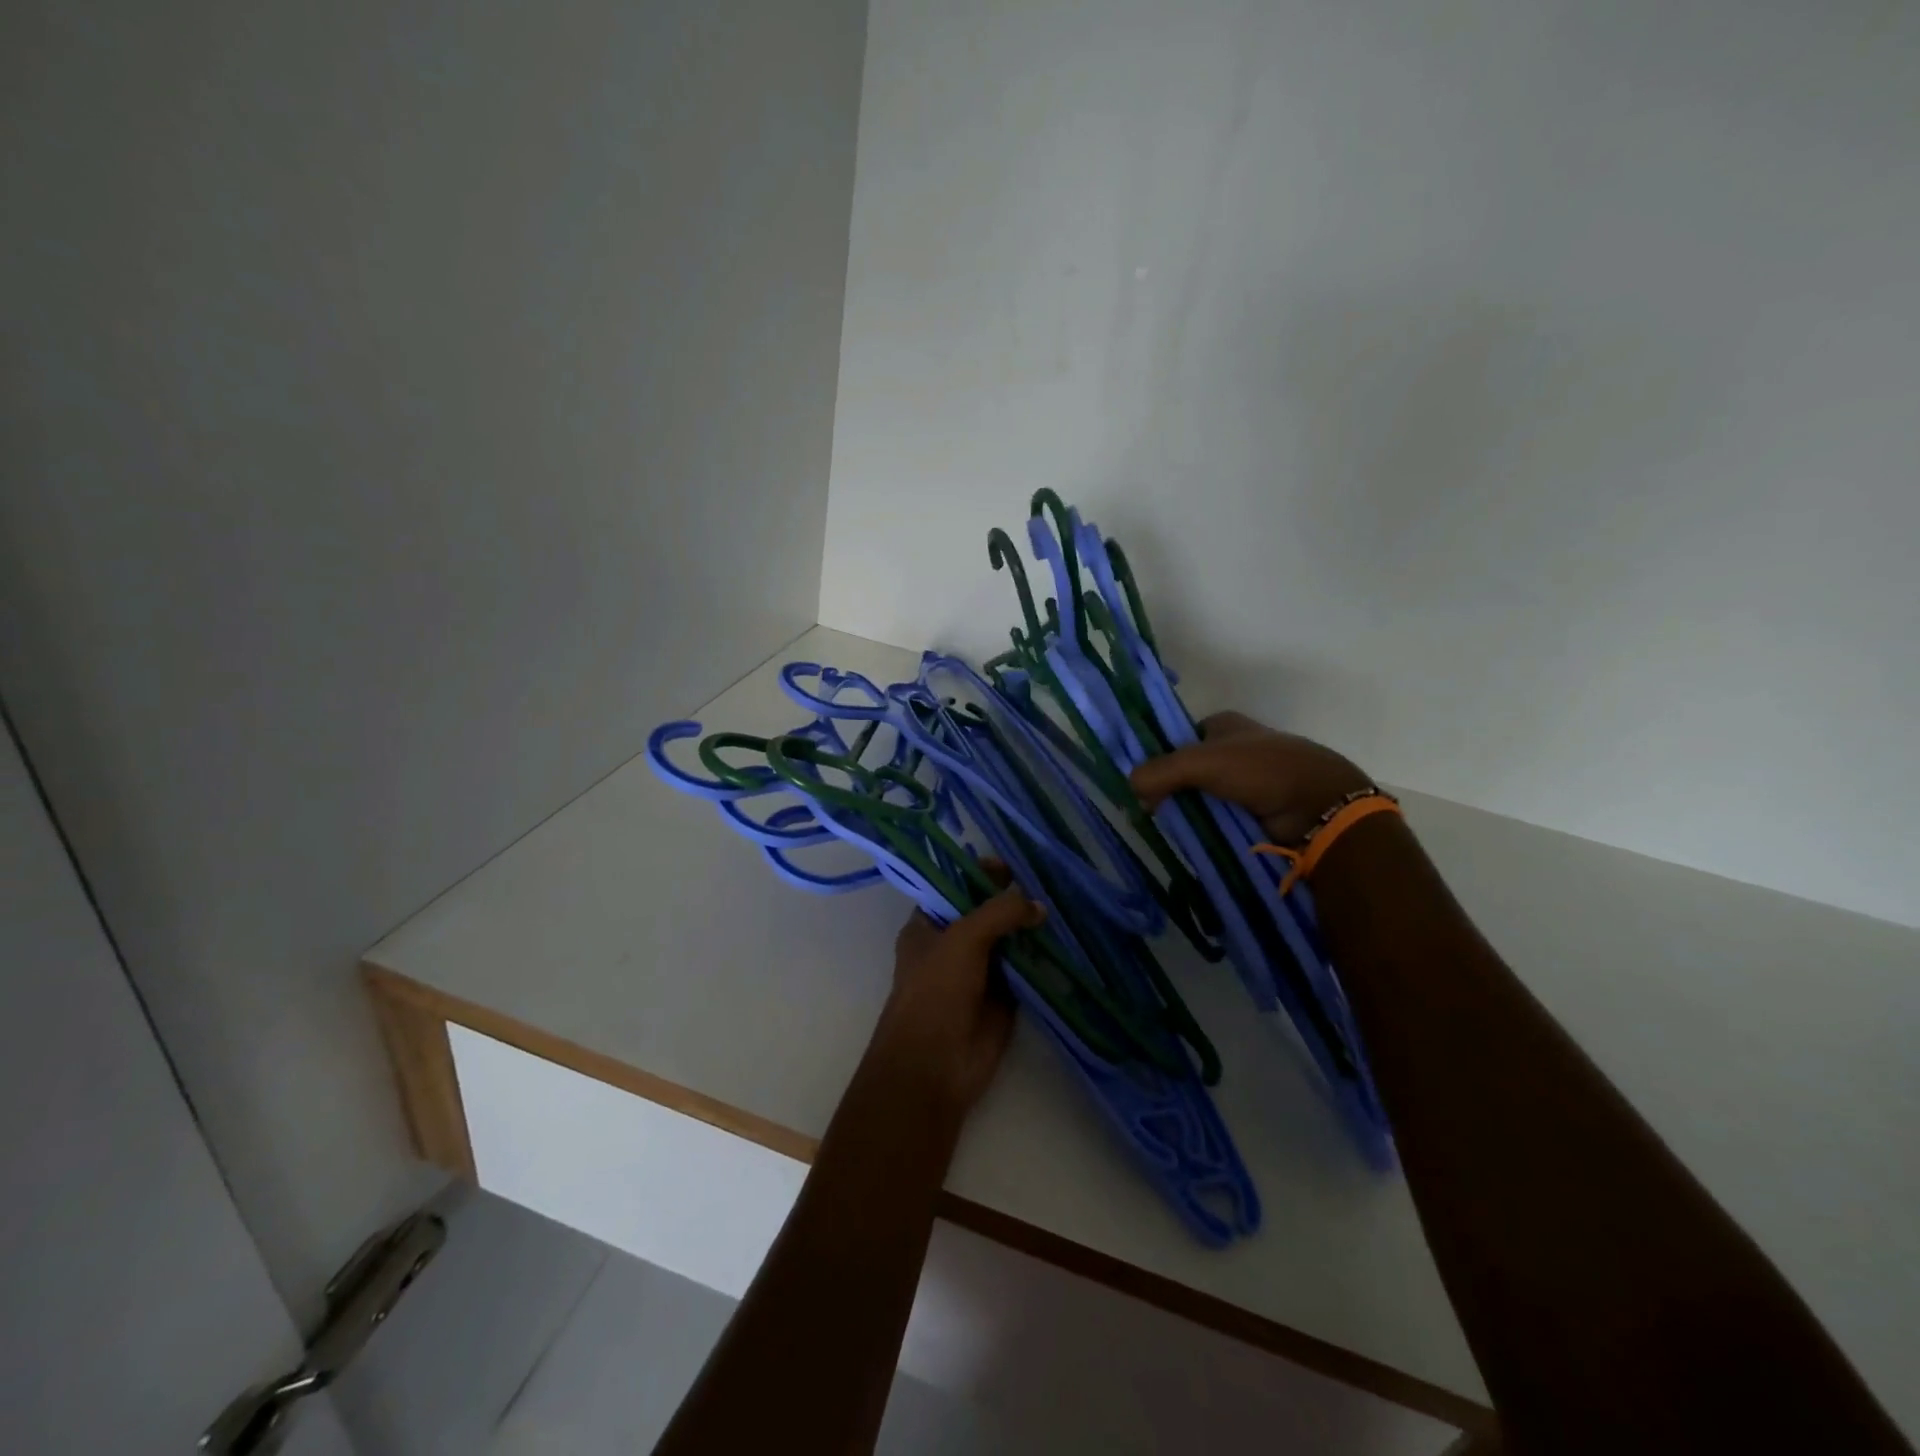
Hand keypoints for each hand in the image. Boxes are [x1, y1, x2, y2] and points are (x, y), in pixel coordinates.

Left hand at [867, 884, 1044, 1118]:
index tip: (1012, 864)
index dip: (980, 873)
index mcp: (928, 925)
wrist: (934, 1066)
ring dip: (1030, 927)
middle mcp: (952, 944)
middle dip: (1012, 899)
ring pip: (1008, 941)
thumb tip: (1038, 905)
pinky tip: (1066, 939)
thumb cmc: (936, 991)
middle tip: (1048, 879)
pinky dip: (1042, 957)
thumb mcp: (964, 939)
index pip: (955, 887)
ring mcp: (979, 972)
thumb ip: (1000, 913)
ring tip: (1064, 902)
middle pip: (986, 913)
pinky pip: (1025, 970)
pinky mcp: (1003, 998)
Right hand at [1129, 711, 1372, 844]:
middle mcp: (1234, 750)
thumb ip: (1160, 771)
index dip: (1158, 756)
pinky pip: (1218, 818)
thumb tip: (1129, 786)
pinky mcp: (1254, 811)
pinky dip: (1205, 827)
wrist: (1318, 807)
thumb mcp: (1202, 762)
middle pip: (1187, 770)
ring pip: (1201, 796)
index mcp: (1224, 726)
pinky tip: (1188, 838)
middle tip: (1148, 809)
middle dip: (1169, 788)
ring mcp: (1246, 783)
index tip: (1140, 781)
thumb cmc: (1261, 769)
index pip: (1178, 738)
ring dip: (1186, 811)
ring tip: (1164, 828)